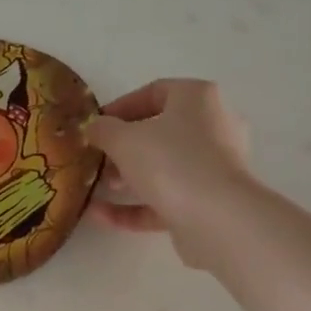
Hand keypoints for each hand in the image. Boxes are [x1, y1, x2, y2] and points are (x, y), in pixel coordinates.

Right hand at [87, 79, 252, 267]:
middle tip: (98, 158)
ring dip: (128, 178)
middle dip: (123, 147)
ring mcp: (213, 168)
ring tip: (98, 187)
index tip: (96, 125)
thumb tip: (94, 127)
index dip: (120, 107)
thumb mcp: (123, 139)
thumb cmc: (170, 161)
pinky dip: (135, 207)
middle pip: (160, 132)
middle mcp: (214, 127)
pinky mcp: (209, 203)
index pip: (155, 92)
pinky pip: (166, 199)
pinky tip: (100, 215)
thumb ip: (103, 129)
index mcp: (198, 99)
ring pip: (164, 168)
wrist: (217, 219)